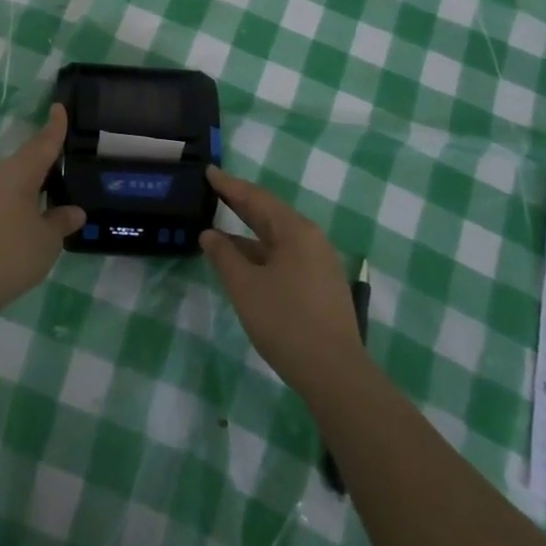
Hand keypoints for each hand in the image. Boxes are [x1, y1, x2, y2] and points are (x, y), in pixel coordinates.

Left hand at [0, 105, 84, 321]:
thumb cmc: (8, 256)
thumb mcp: (46, 241)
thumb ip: (61, 222)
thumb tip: (74, 211)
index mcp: (18, 173)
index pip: (43, 143)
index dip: (55, 126)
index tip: (60, 106)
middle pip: (27, 159)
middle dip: (46, 156)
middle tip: (67, 155)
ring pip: (13, 179)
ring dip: (33, 181)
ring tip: (54, 188)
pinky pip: (2, 196)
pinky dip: (20, 198)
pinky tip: (30, 215)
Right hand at [201, 167, 364, 393]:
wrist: (335, 373)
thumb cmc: (285, 322)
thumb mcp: (245, 287)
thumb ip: (224, 256)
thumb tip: (209, 234)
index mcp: (295, 231)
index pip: (256, 198)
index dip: (230, 185)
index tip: (209, 171)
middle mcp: (311, 239)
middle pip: (270, 214)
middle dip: (241, 204)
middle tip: (214, 191)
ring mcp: (320, 263)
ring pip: (278, 238)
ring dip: (249, 233)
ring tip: (221, 232)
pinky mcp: (321, 285)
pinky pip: (286, 256)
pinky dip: (262, 253)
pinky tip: (246, 264)